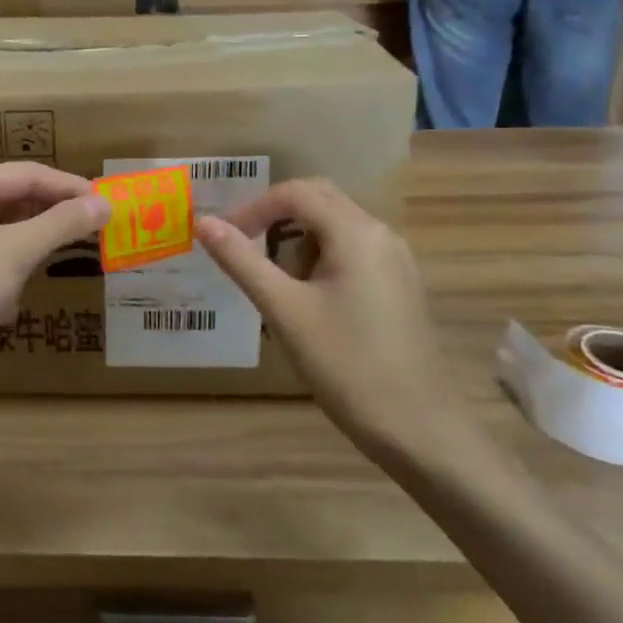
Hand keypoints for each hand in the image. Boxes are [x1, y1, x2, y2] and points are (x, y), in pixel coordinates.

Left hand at [0, 163, 111, 401]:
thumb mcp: (18, 252)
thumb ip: (62, 224)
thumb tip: (105, 203)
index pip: (29, 174)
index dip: (71, 187)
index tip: (109, 202)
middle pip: (15, 194)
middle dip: (55, 210)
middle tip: (98, 222)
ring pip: (4, 222)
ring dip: (37, 234)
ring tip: (77, 242)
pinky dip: (16, 255)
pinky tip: (35, 271)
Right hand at [197, 179, 458, 458]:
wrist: (419, 430)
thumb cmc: (346, 365)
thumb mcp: (284, 310)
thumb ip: (242, 261)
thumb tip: (204, 223)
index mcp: (356, 233)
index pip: (296, 193)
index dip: (254, 208)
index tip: (225, 237)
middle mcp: (382, 234)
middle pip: (319, 200)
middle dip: (277, 219)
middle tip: (246, 251)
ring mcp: (397, 260)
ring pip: (336, 226)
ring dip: (300, 242)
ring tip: (280, 288)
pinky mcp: (401, 285)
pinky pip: (354, 250)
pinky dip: (322, 259)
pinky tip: (312, 302)